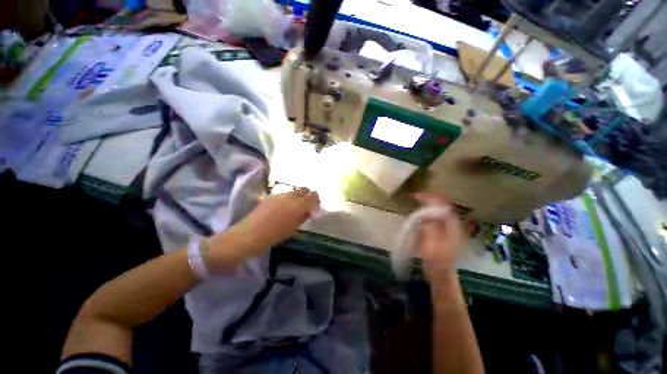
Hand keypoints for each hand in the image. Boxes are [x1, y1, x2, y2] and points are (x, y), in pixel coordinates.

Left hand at [207, 188, 319, 267]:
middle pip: (304, 190)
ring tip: (291, 209)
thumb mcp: (294, 228)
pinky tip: (281, 209)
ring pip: (293, 191)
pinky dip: (287, 199)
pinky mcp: (270, 196)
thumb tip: (308, 211)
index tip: (313, 208)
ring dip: (296, 197)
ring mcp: (279, 195)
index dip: (315, 200)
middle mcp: (291, 196)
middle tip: (304, 207)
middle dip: (307, 197)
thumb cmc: (275, 236)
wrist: (249, 235)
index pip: (313, 195)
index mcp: (299, 205)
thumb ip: (303, 217)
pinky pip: (283, 194)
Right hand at [413, 194, 466, 282]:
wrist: (440, 273)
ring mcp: (446, 229)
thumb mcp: (431, 240)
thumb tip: (425, 210)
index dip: (430, 198)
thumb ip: (429, 224)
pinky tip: (418, 216)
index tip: (417, 196)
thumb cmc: (436, 258)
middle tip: (414, 198)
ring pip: (436, 212)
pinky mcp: (440, 234)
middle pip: (440, 207)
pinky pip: (433, 219)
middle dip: (427, 201)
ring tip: (415, 204)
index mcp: (451, 225)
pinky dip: (426, 215)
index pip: (443, 205)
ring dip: (426, 207)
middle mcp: (451, 224)